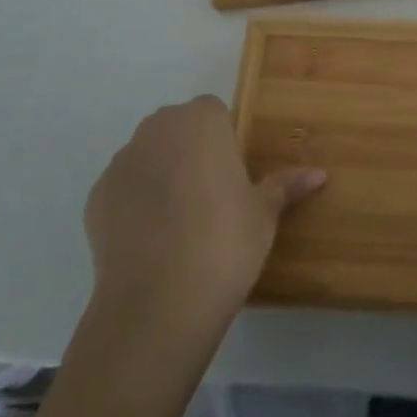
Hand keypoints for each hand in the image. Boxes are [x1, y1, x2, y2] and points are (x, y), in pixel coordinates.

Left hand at [84, 96, 325, 335]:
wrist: (158, 303)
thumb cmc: (225, 242)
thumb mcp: (265, 213)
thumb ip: (286, 185)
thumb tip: (320, 174)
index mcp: (202, 120)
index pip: (214, 113)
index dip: (224, 142)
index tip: (233, 177)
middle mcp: (158, 128)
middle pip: (177, 129)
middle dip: (191, 153)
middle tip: (211, 198)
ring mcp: (122, 161)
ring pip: (148, 157)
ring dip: (161, 176)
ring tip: (178, 224)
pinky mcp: (96, 196)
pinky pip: (124, 189)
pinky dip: (134, 205)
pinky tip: (150, 241)